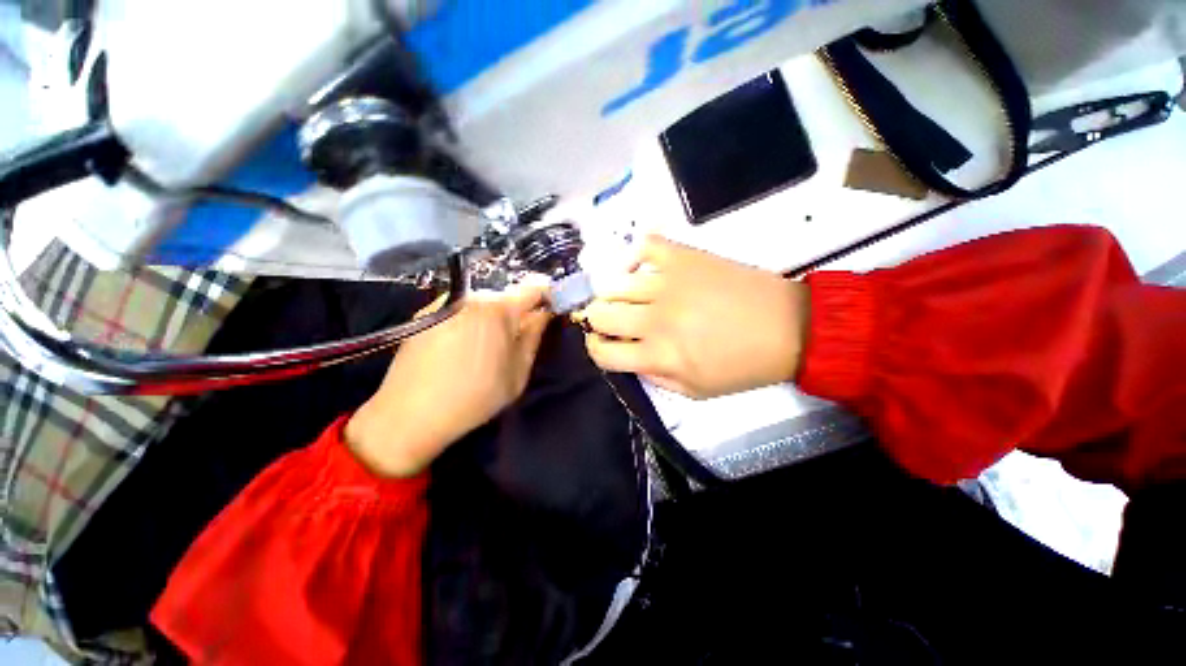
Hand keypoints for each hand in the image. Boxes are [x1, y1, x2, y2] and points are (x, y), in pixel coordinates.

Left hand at [345, 280, 551, 477]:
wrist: (410, 414)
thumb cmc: (474, 397)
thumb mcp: (517, 373)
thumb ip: (534, 337)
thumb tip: (544, 313)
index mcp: (499, 310)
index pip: (533, 288)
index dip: (546, 295)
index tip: (549, 307)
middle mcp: (473, 297)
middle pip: (505, 295)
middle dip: (516, 312)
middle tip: (515, 338)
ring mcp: (446, 302)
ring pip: (482, 303)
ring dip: (491, 317)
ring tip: (485, 346)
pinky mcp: (426, 312)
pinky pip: (460, 308)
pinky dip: (469, 320)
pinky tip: (460, 347)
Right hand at [579, 235, 809, 398]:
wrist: (788, 328)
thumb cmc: (742, 366)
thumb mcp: (695, 391)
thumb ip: (653, 377)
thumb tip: (627, 357)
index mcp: (659, 355)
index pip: (603, 352)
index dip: (596, 348)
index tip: (603, 343)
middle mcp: (655, 319)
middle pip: (599, 313)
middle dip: (598, 319)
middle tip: (613, 320)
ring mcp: (667, 283)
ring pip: (613, 283)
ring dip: (613, 293)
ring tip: (627, 297)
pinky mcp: (684, 257)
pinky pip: (644, 246)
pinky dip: (633, 255)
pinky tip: (639, 268)